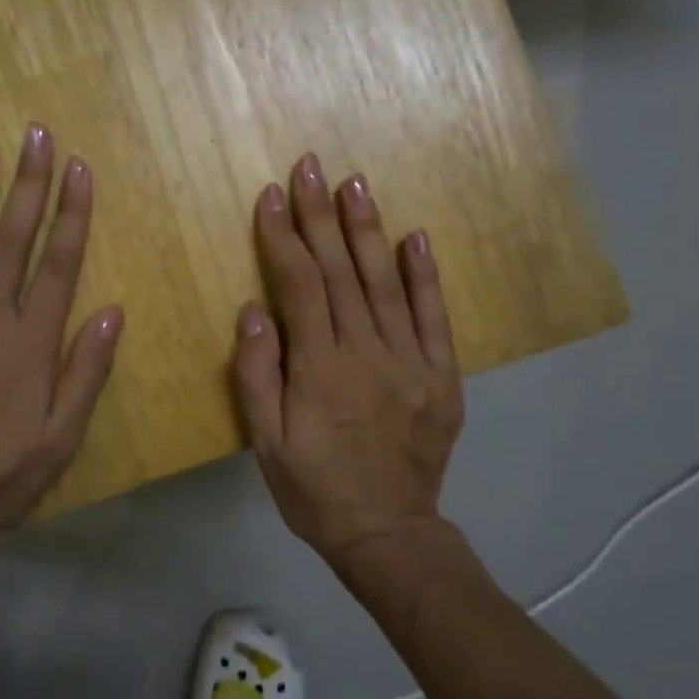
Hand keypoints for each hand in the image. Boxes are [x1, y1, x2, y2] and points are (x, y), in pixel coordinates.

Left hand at [0, 126, 122, 574]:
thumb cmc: (2, 472)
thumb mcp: (62, 436)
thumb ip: (87, 370)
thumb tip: (113, 312)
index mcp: (31, 342)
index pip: (58, 263)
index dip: (71, 213)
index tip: (79, 169)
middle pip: (10, 239)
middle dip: (27, 184)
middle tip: (35, 135)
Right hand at [234, 153, 463, 570]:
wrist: (389, 532)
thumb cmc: (314, 488)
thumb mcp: (267, 444)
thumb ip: (258, 375)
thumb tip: (255, 310)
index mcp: (320, 371)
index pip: (300, 287)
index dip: (284, 237)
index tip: (272, 196)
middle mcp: (368, 355)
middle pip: (341, 273)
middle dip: (322, 215)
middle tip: (311, 166)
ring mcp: (412, 362)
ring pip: (386, 283)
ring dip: (367, 230)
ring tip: (355, 183)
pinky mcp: (442, 376)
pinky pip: (434, 317)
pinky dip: (424, 275)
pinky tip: (414, 236)